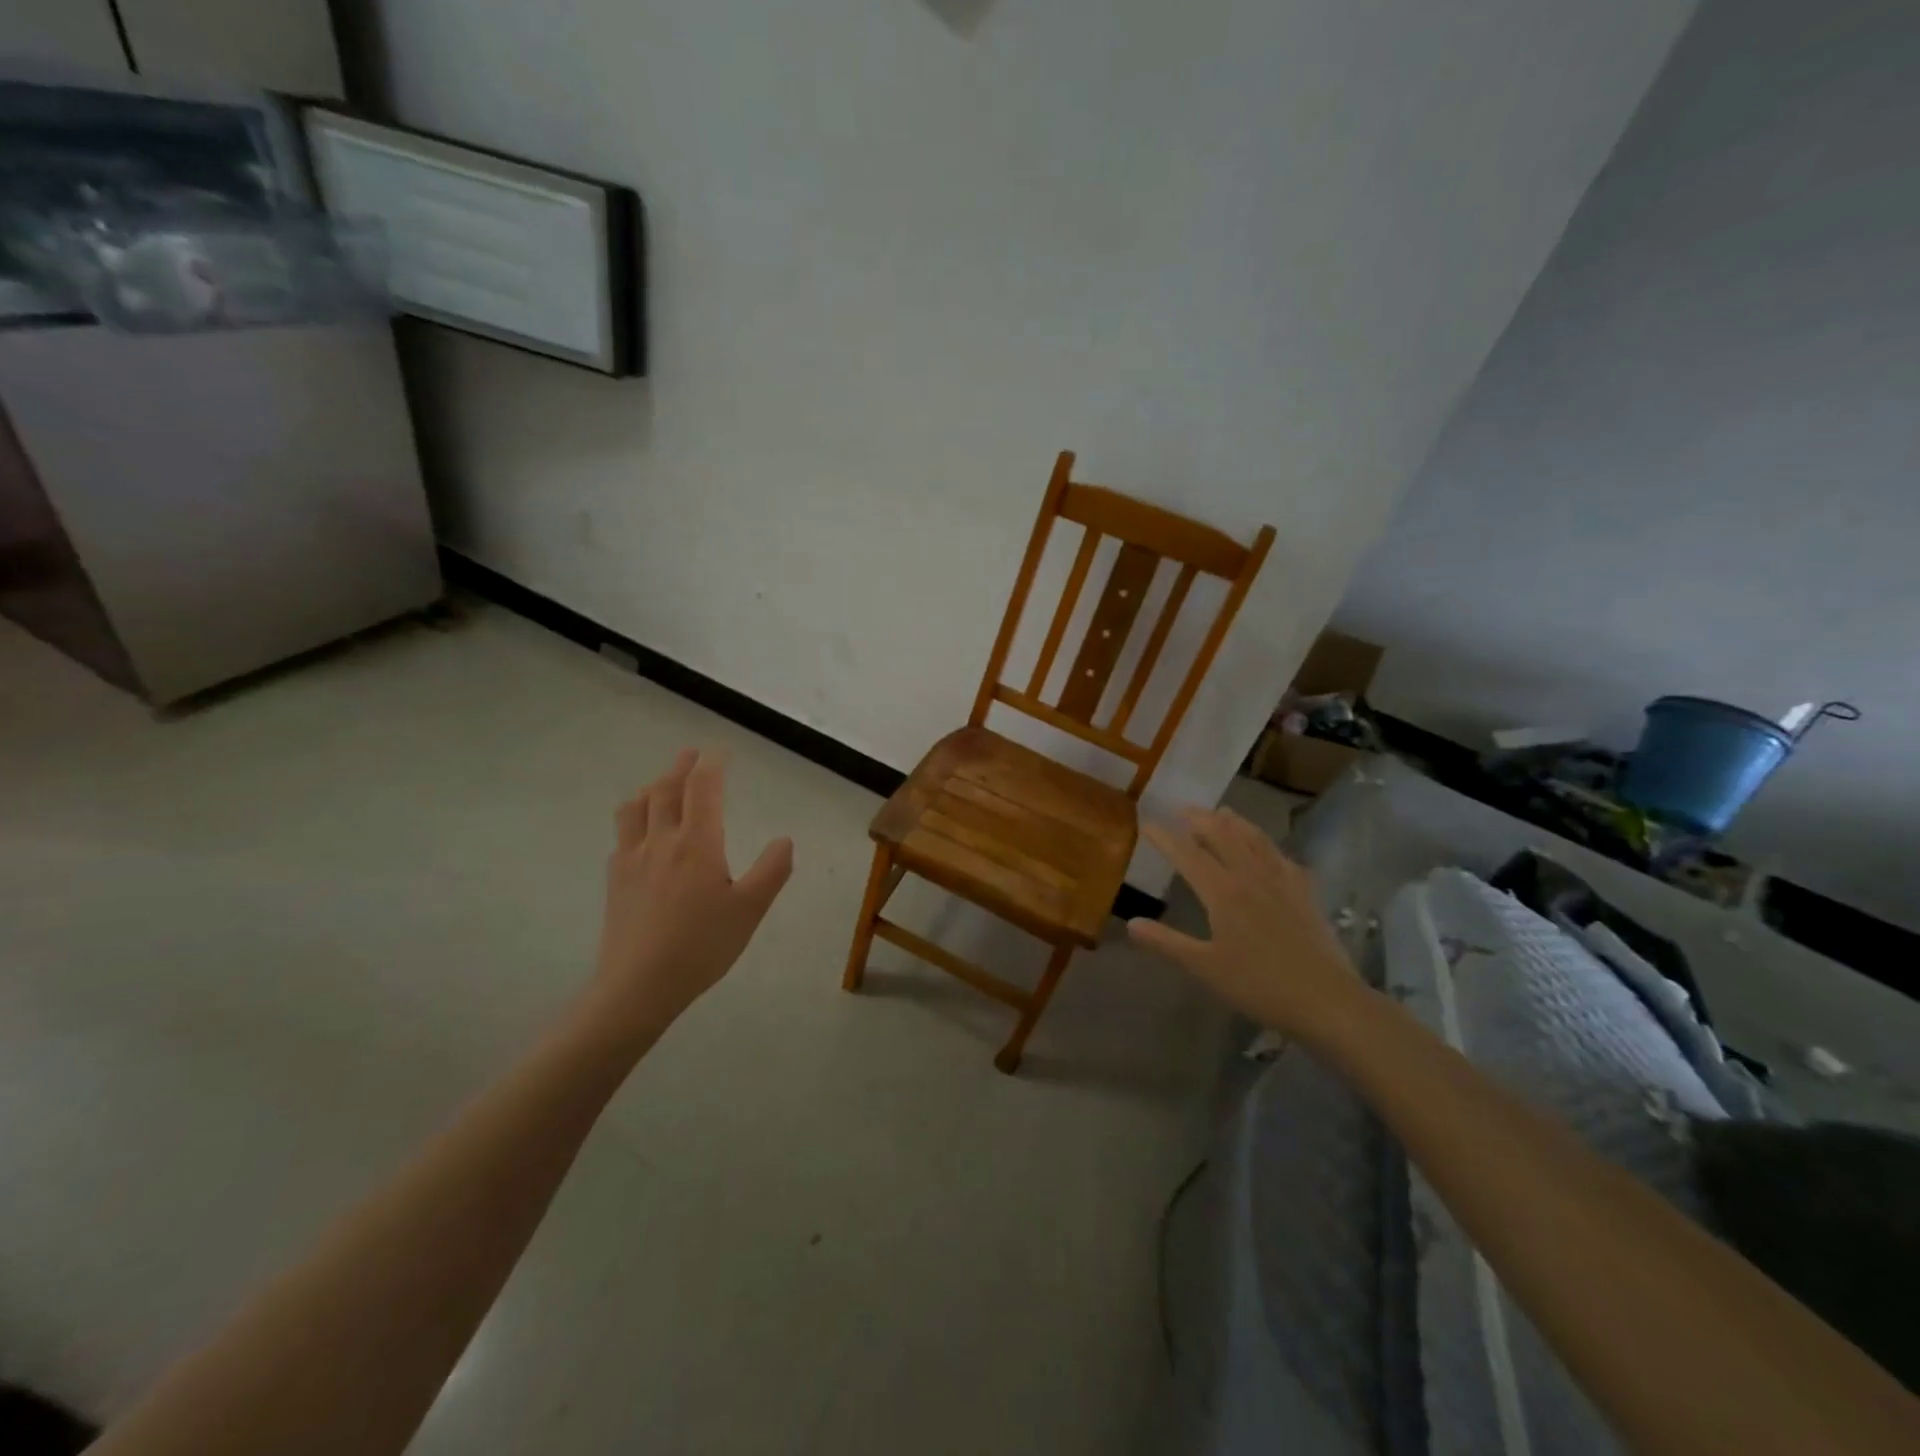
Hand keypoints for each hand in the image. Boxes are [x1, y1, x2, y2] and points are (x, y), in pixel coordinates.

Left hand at [588, 748, 793, 1041]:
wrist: (640, 984)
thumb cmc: (702, 945)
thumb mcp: (750, 909)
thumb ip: (772, 870)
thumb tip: (785, 839)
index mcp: (697, 843)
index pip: (703, 789)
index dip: (712, 765)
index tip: (719, 751)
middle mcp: (660, 841)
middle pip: (666, 791)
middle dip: (680, 768)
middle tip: (691, 754)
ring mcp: (632, 859)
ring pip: (636, 808)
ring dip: (652, 787)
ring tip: (661, 784)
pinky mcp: (614, 880)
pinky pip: (622, 835)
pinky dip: (634, 818)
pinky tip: (639, 832)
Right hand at [1128, 807, 1368, 1042]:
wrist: (1326, 999)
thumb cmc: (1259, 984)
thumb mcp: (1204, 967)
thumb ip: (1166, 942)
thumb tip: (1131, 923)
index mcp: (1223, 892)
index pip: (1187, 855)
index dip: (1166, 838)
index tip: (1148, 822)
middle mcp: (1251, 877)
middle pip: (1224, 836)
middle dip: (1202, 819)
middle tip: (1184, 809)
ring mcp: (1282, 882)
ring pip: (1256, 840)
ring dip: (1236, 823)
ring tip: (1223, 812)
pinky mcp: (1305, 894)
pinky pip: (1283, 858)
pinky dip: (1268, 846)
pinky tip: (1269, 850)